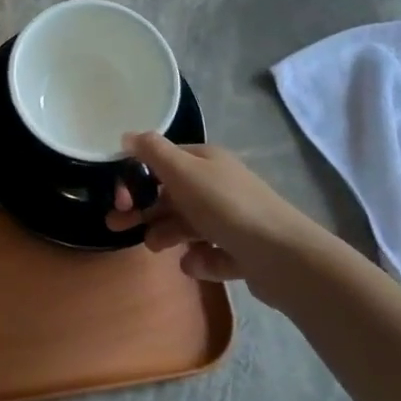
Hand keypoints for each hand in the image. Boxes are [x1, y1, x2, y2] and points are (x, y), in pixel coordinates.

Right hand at [106, 132, 352, 301]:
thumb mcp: (183, 171)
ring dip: (166, 234)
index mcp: (206, 161)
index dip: (136, 177)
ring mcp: (232, 219)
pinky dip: (200, 259)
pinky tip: (197, 263)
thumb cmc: (226, 206)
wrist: (283, 256)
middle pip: (171, 196)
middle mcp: (218, 185)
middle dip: (144, 210)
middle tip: (116, 226)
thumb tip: (127, 136)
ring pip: (187, 225)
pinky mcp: (242, 252)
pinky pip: (209, 253)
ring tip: (158, 249)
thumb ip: (152, 152)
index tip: (120, 199)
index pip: (162, 162)